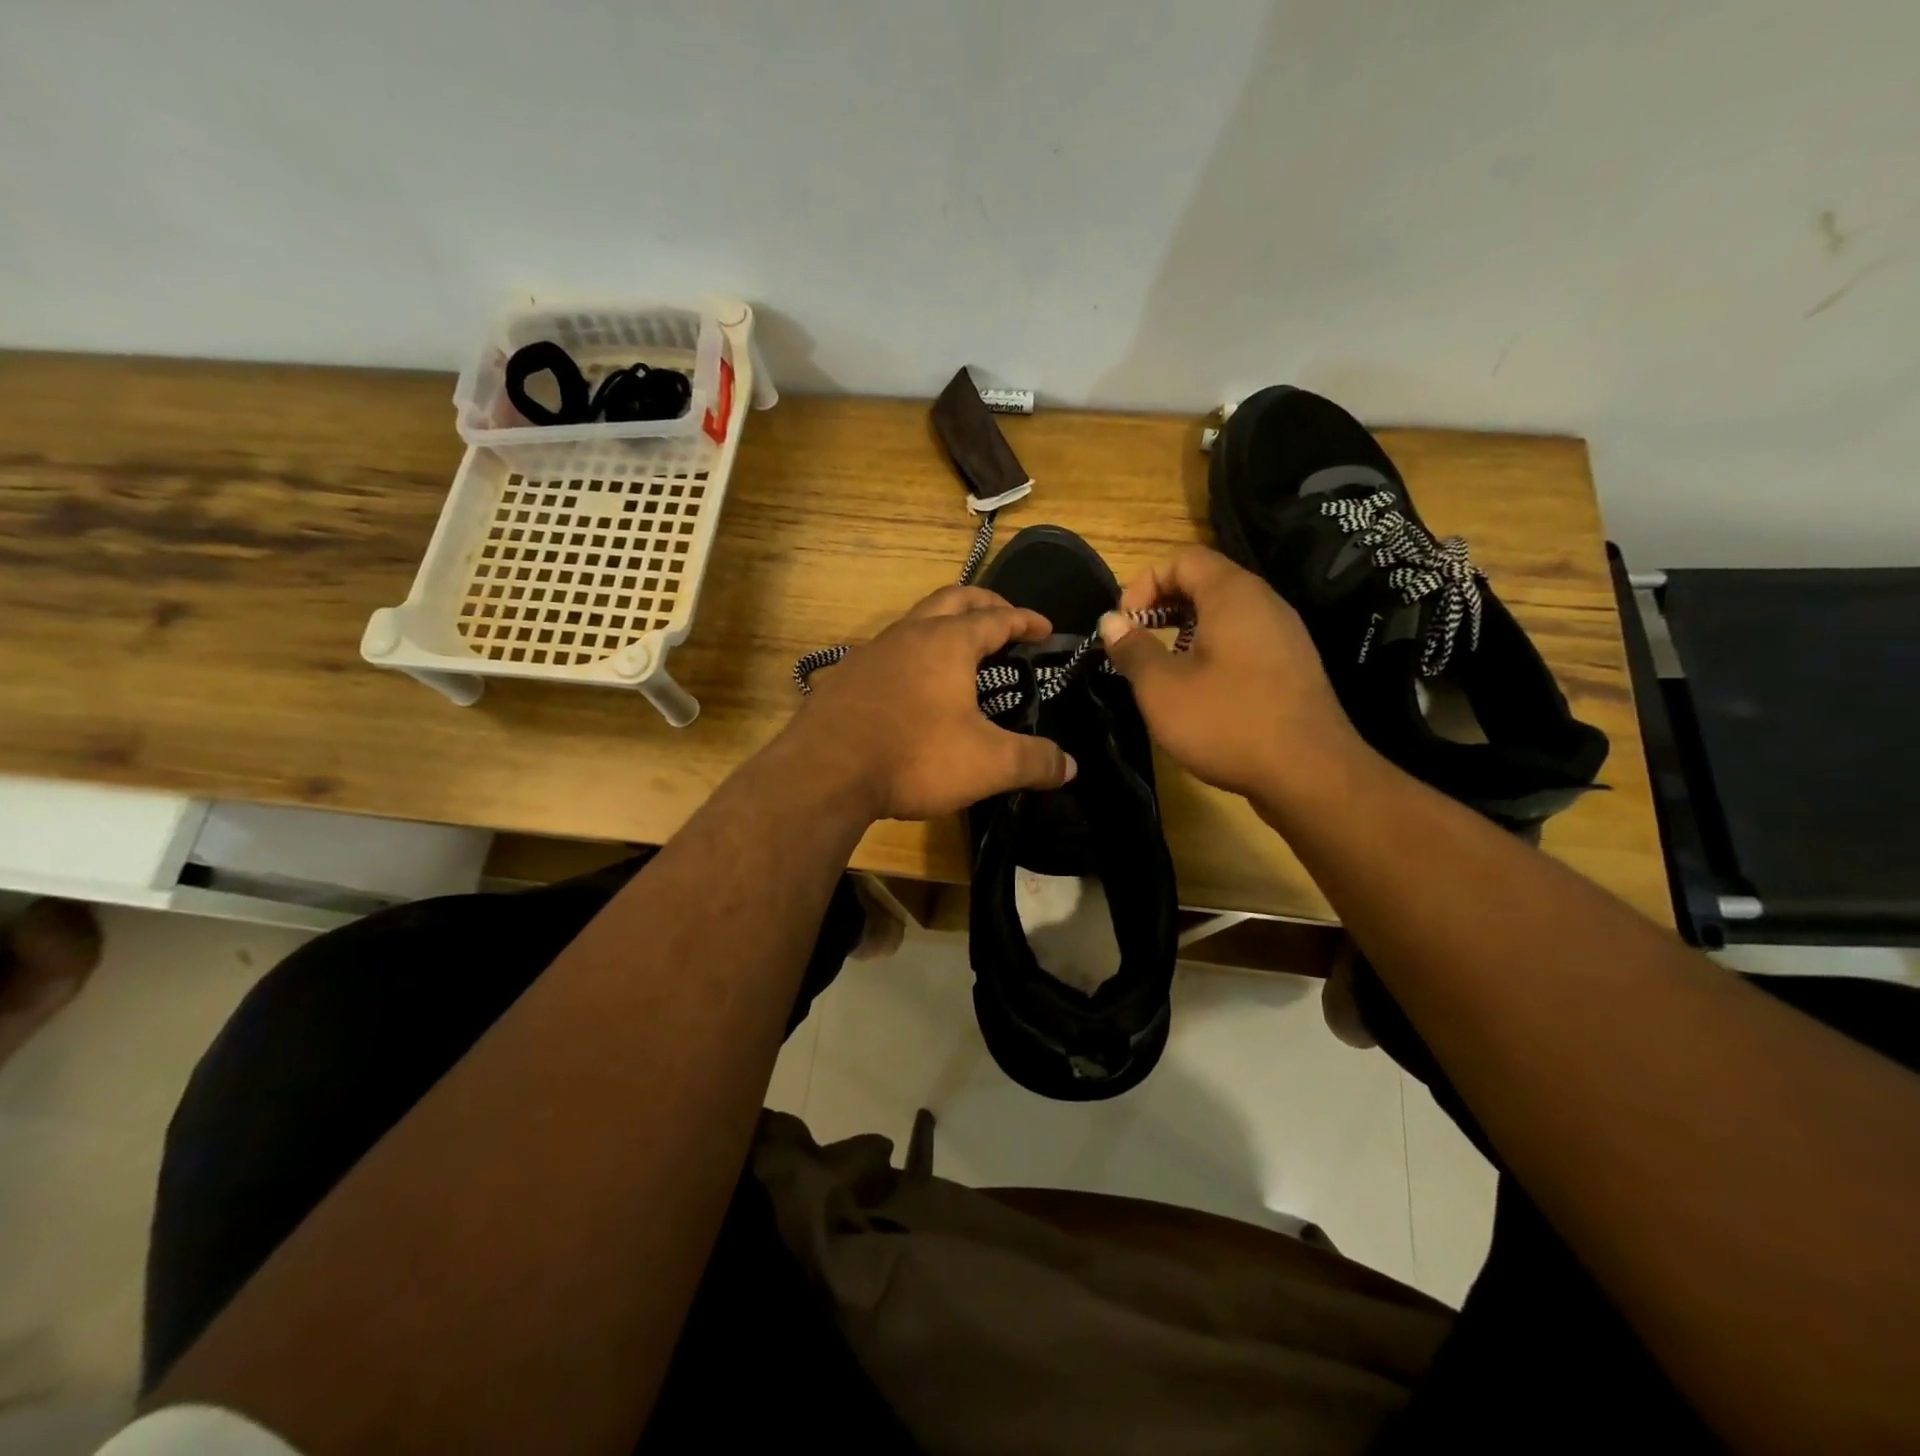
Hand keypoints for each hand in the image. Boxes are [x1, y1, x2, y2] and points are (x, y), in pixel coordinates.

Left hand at [788, 586, 1076, 821]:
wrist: (825, 773)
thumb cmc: (915, 757)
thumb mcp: (988, 764)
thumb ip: (1034, 761)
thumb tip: (1070, 767)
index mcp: (948, 642)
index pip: (997, 617)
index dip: (1026, 620)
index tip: (1045, 629)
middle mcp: (909, 634)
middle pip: (952, 599)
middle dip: (984, 603)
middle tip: (1005, 620)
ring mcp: (871, 652)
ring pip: (915, 621)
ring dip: (943, 625)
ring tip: (960, 652)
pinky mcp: (845, 676)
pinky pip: (887, 652)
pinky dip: (911, 655)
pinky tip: (911, 686)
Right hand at [1098, 546, 1364, 805]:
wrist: (1310, 774)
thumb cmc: (1228, 722)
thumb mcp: (1162, 688)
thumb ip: (1132, 649)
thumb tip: (1111, 621)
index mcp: (1233, 595)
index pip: (1183, 559)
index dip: (1144, 583)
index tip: (1123, 624)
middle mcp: (1264, 603)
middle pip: (1205, 582)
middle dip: (1162, 607)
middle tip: (1136, 645)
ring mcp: (1284, 635)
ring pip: (1224, 615)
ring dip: (1184, 632)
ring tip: (1162, 671)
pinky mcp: (1291, 667)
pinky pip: (1243, 641)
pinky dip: (1212, 652)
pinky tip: (1199, 692)